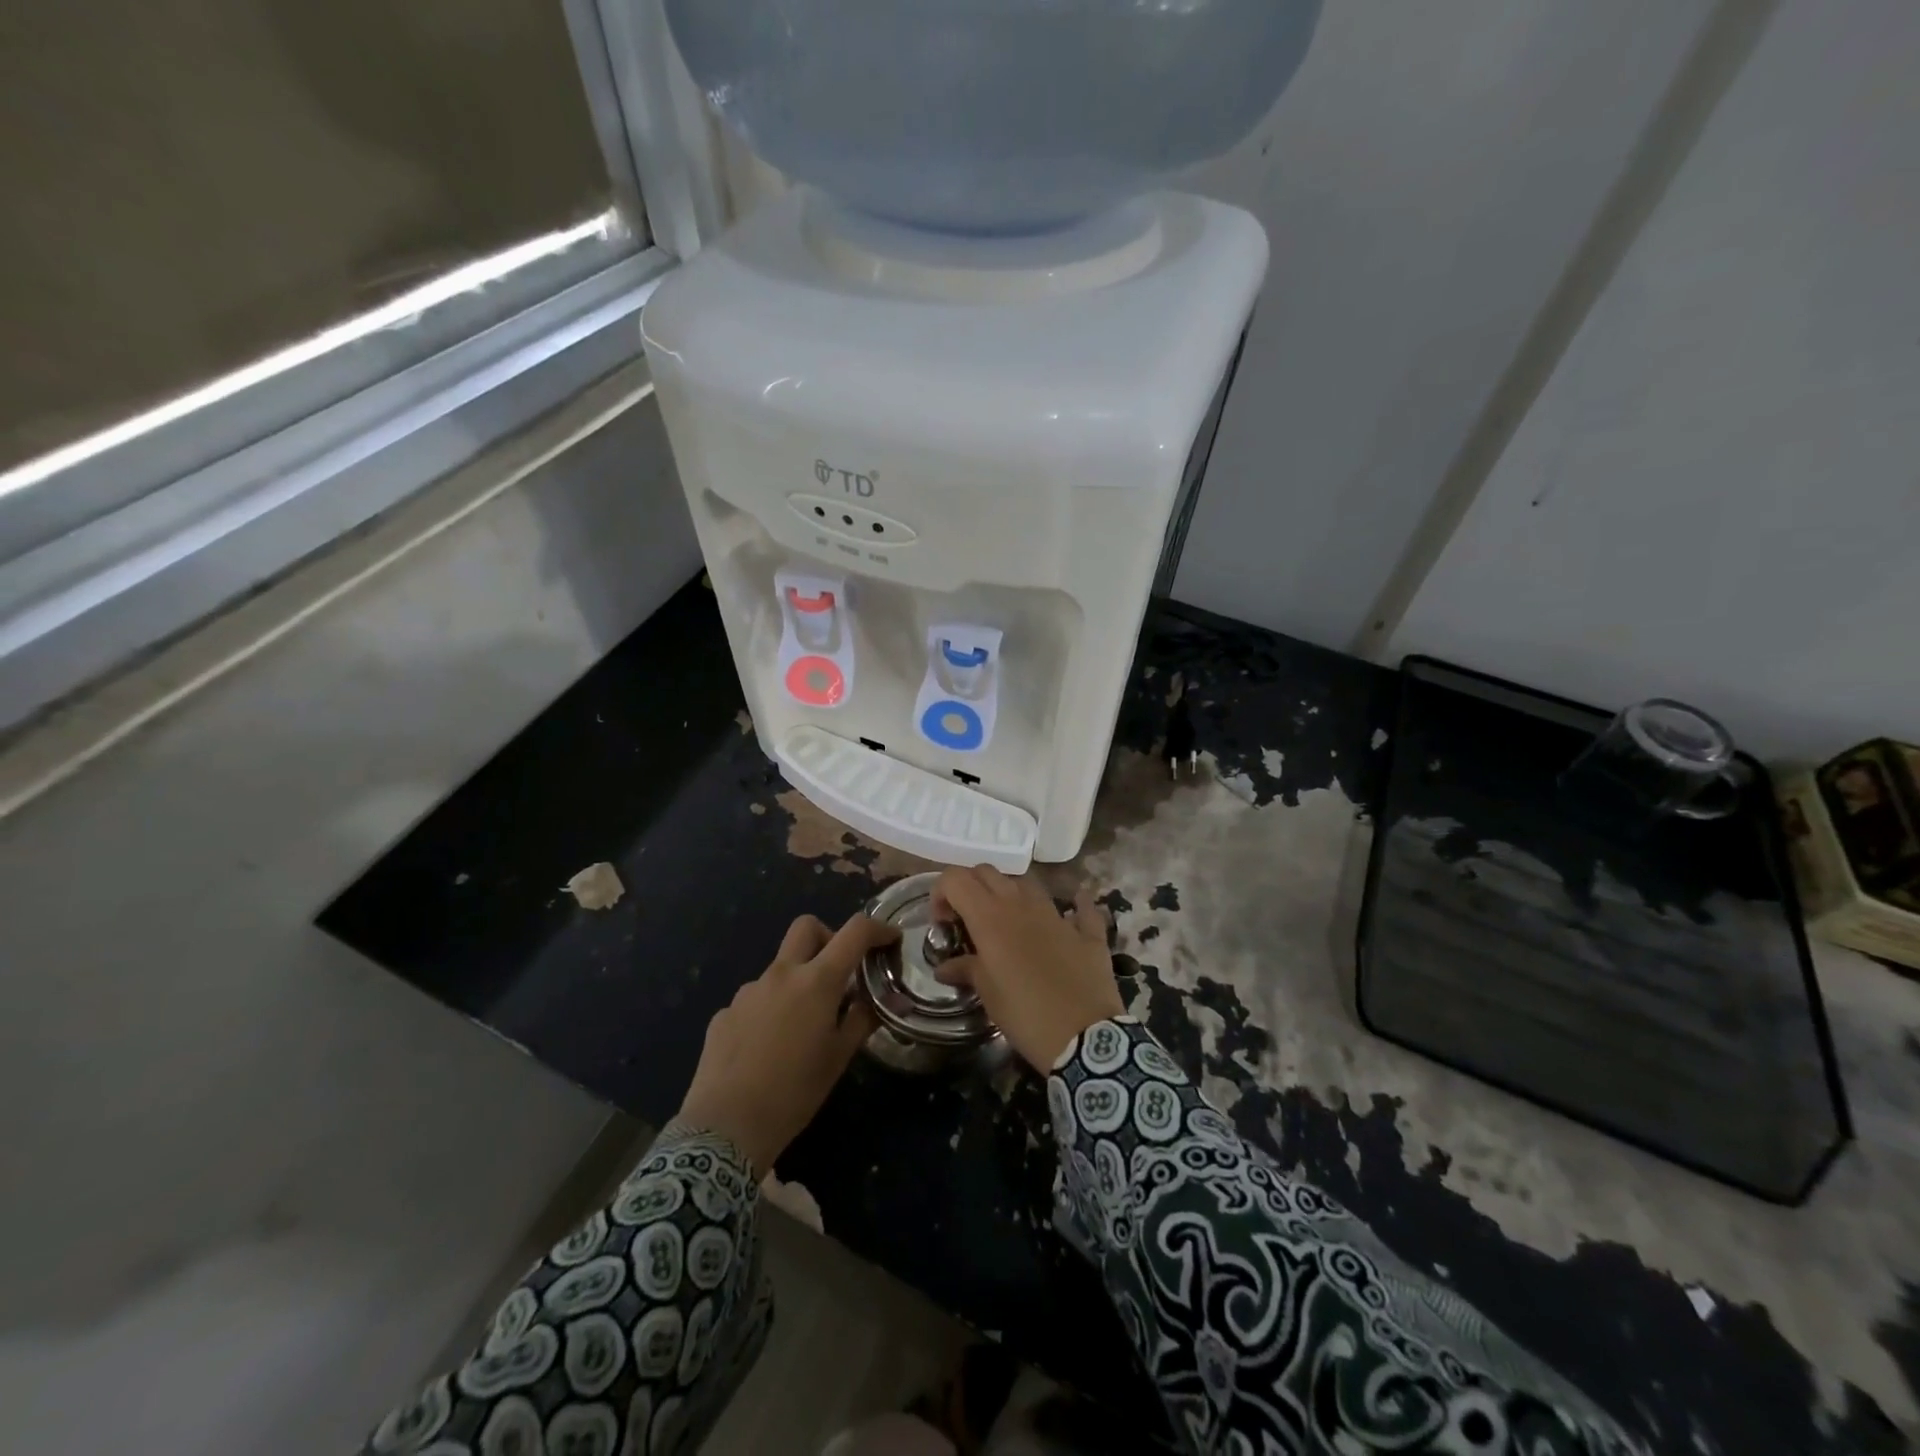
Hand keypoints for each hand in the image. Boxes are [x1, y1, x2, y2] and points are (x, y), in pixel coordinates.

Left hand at [675, 913, 895, 1173]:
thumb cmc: (795, 1092)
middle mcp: (781, 974)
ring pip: (780, 967)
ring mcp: (748, 991)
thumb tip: (876, 1001)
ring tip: (800, 1027)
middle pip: (806, 927)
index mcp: (816, 981)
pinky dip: (769, 1010)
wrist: (726, 1127)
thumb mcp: (839, 1058)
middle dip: (828, 936)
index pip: (854, 932)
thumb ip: (861, 1020)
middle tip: (838, 972)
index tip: (890, 940)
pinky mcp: (725, 1012)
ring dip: (797, 981)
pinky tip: (767, 1048)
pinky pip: (755, 999)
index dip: (878, 928)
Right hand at [931, 867, 1123, 1070]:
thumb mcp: (987, 994)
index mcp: (990, 917)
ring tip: (1007, 924)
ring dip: (1011, 894)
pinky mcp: (1087, 931)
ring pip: (1027, 882)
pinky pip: (1080, 907)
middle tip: (968, 920)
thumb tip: (945, 967)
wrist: (1084, 1038)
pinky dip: (1072, 906)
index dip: (942, 893)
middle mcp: (1021, 904)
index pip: (955, 878)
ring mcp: (1057, 914)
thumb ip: (965, 969)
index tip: (943, 923)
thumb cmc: (1025, 1014)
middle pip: (988, 872)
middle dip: (971, 887)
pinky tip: (1069, 914)